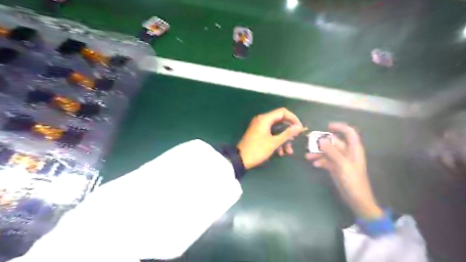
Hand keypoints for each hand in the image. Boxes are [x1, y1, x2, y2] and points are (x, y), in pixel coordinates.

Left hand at [238, 108, 303, 168]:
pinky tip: (280, 152)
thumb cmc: (258, 150)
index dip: (293, 118)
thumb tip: (299, 127)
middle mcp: (262, 120)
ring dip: (283, 139)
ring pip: (276, 129)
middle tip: (295, 140)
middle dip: (288, 131)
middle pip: (280, 121)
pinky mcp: (258, 134)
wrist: (240, 159)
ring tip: (288, 151)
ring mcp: (259, 127)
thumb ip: (287, 133)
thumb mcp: (274, 142)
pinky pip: (270, 134)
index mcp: (265, 119)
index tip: (299, 128)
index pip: (282, 112)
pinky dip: (276, 141)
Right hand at [306, 121, 381, 218]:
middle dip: (321, 143)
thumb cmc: (352, 180)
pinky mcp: (336, 168)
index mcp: (353, 149)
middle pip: (334, 142)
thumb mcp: (342, 164)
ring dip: (318, 153)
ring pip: (328, 152)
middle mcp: (347, 152)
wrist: (357, 199)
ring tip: (307, 157)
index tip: (327, 127)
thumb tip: (320, 140)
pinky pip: (326, 161)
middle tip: (309, 144)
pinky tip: (315, 165)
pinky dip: (320, 161)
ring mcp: (341, 161)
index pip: (348, 132)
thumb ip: (331, 151)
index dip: (339, 127)